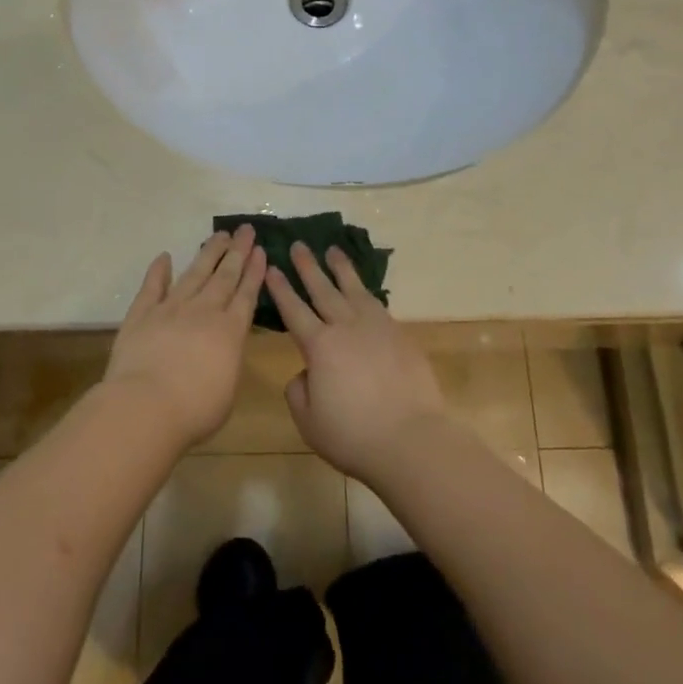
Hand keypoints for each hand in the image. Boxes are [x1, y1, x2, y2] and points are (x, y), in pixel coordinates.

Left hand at [104, 226, 265, 447]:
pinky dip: (159, 270)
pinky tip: (165, 257)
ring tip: (220, 235)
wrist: (146, 406)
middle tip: (245, 230)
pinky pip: (152, 286)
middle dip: (237, 252)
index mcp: (230, 331)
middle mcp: (204, 312)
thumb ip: (230, 360)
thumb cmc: (195, 410)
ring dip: (208, 253)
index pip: (246, 294)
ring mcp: (171, 309)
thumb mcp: (228, 390)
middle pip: (224, 276)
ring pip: (194, 273)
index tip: (260, 249)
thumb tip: (225, 346)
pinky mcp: (141, 314)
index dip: (254, 271)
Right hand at [269, 242, 449, 481]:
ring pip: (354, 289)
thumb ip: (299, 391)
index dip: (281, 288)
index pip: (294, 310)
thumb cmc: (353, 435)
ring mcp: (377, 327)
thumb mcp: (309, 421)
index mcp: (319, 346)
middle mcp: (346, 327)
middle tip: (298, 245)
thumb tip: (306, 371)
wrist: (410, 438)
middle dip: (308, 267)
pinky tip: (363, 290)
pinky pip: (378, 304)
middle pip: (323, 289)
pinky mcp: (400, 335)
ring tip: (332, 251)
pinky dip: (366, 291)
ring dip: (341, 268)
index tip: (272, 267)